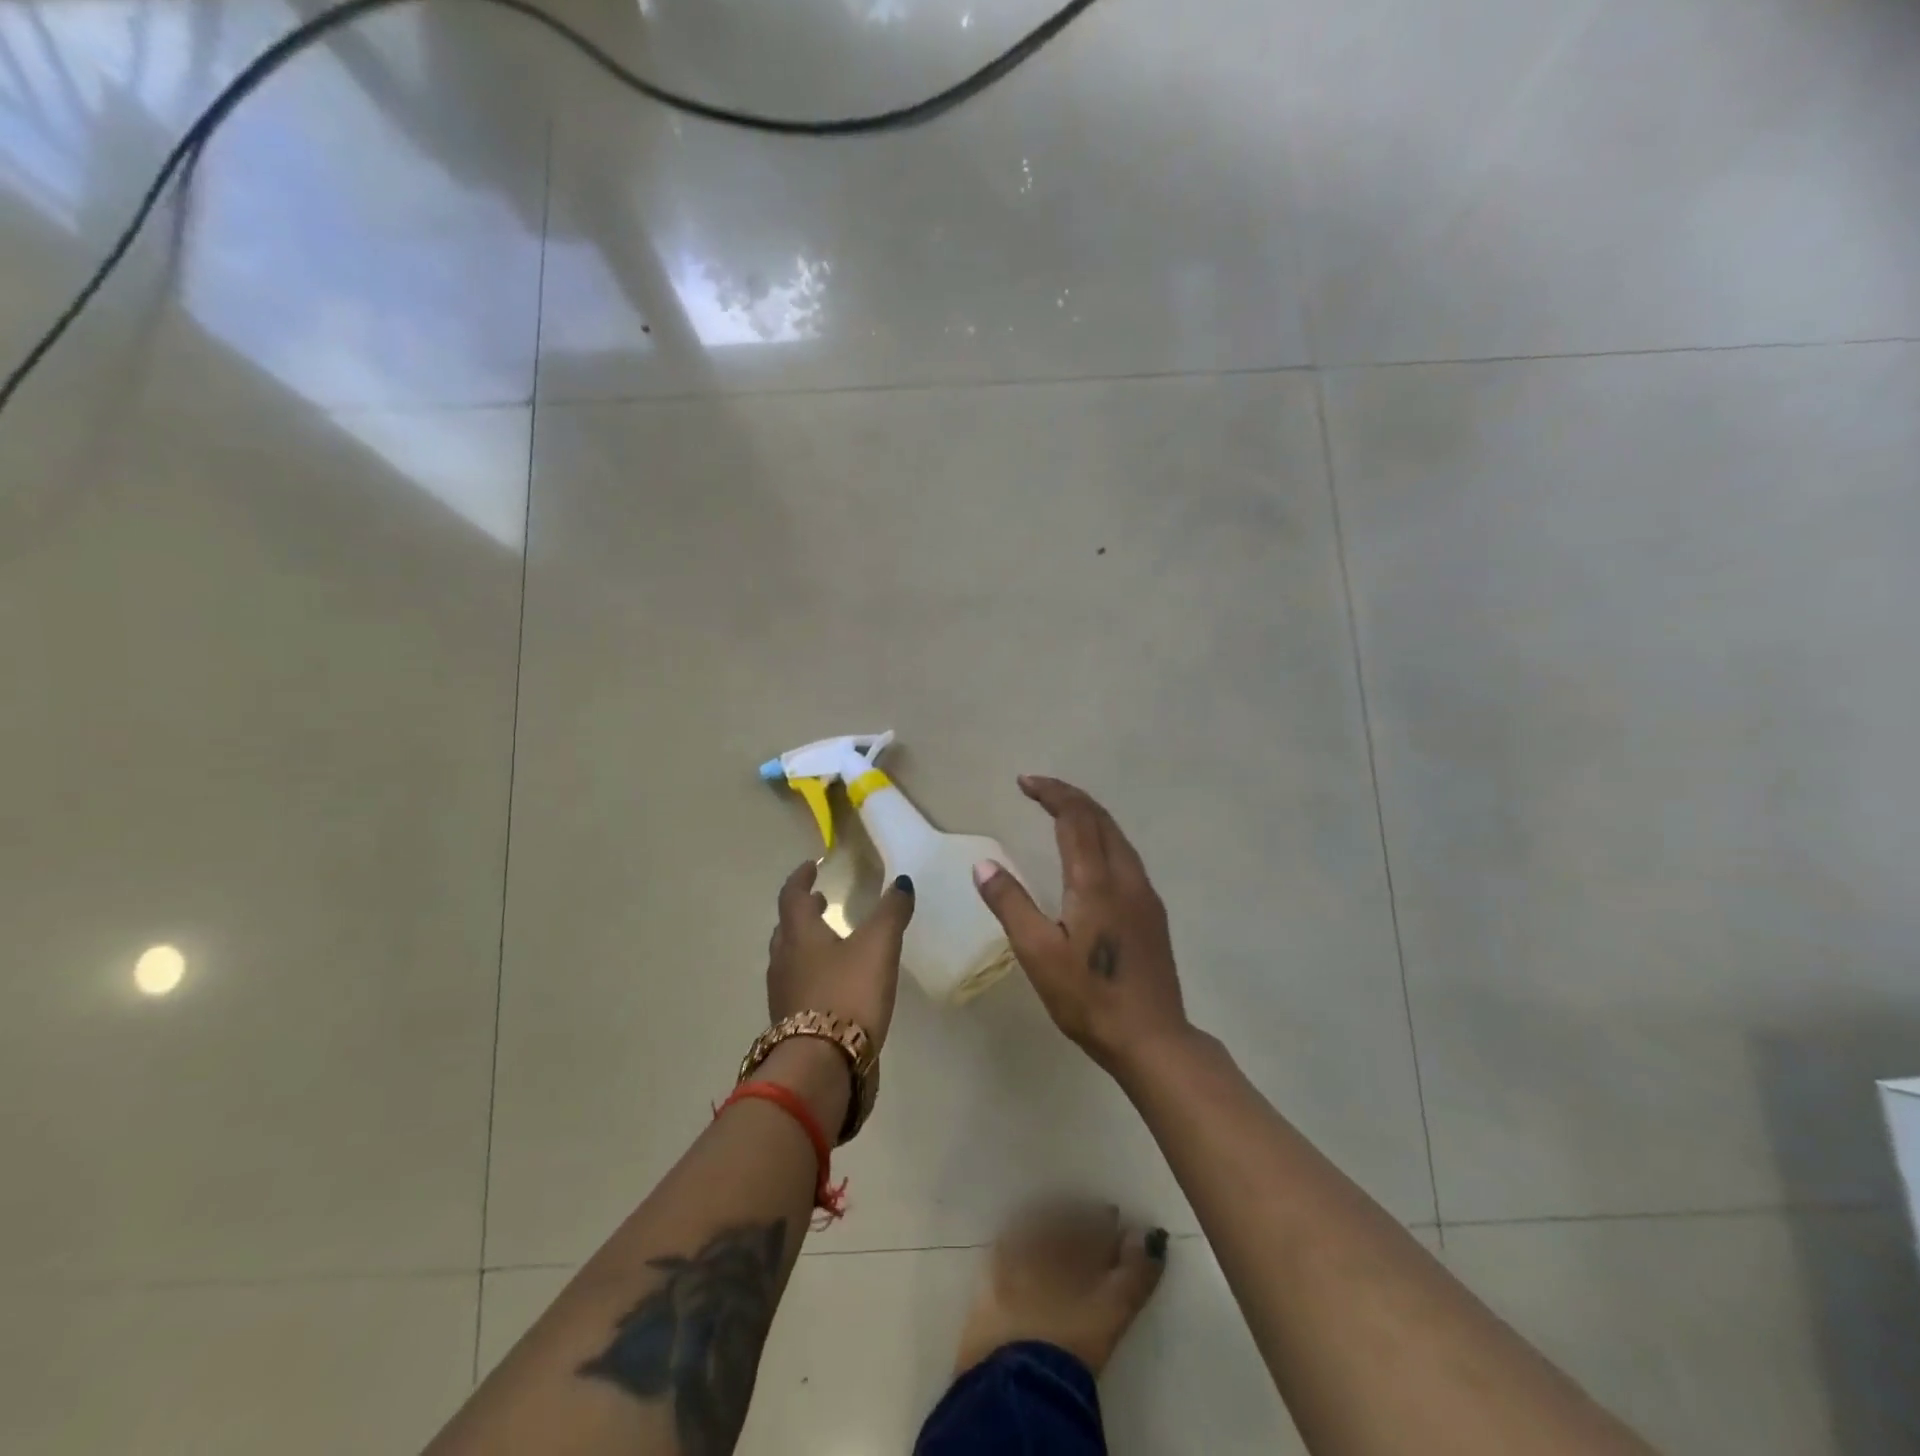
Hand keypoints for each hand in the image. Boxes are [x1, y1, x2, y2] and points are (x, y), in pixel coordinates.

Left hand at [766, 860, 915, 1051]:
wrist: (821, 1066)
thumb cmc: (848, 993)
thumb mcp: (878, 946)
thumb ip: (890, 912)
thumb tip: (902, 882)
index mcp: (799, 934)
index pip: (792, 896)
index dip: (801, 878)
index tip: (812, 865)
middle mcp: (783, 960)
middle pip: (786, 927)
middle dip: (803, 911)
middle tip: (820, 902)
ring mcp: (783, 994)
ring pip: (789, 958)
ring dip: (805, 943)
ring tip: (829, 941)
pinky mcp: (790, 1024)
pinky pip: (796, 986)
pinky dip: (810, 973)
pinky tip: (833, 984)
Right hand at [972, 776, 1188, 1072]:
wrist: (1153, 1039)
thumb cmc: (1089, 998)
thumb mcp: (1038, 954)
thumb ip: (1010, 904)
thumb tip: (983, 864)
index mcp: (1096, 881)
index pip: (1075, 818)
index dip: (1051, 793)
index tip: (1025, 782)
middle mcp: (1125, 877)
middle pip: (1100, 818)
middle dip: (1069, 797)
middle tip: (1037, 789)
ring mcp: (1144, 894)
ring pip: (1117, 835)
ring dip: (1088, 815)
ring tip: (1060, 812)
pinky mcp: (1152, 912)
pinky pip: (1125, 855)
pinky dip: (1102, 837)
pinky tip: (1090, 854)